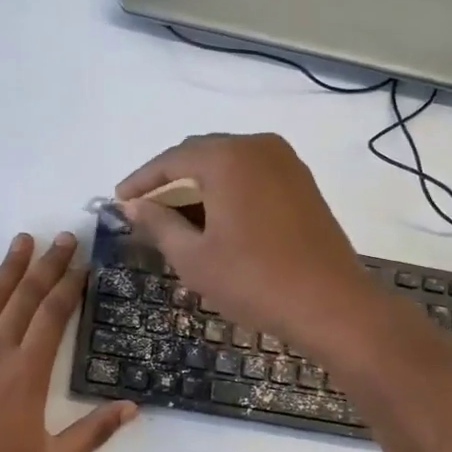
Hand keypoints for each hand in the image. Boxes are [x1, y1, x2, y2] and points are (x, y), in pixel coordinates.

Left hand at [0, 232, 136, 451]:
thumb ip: (93, 432)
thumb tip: (132, 407)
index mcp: (27, 371)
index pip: (53, 315)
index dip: (70, 285)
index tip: (81, 263)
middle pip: (26, 297)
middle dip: (47, 265)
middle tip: (62, 238)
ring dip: (8, 267)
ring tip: (23, 240)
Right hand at [117, 134, 384, 355]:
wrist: (331, 304)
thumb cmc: (254, 280)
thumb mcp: (194, 257)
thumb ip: (158, 224)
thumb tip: (133, 206)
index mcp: (228, 157)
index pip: (171, 159)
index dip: (141, 180)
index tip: (119, 200)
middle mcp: (258, 147)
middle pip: (200, 155)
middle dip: (169, 181)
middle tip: (145, 210)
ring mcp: (286, 163)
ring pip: (228, 165)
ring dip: (199, 187)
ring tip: (176, 219)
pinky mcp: (302, 184)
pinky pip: (252, 176)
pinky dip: (227, 191)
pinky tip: (214, 220)